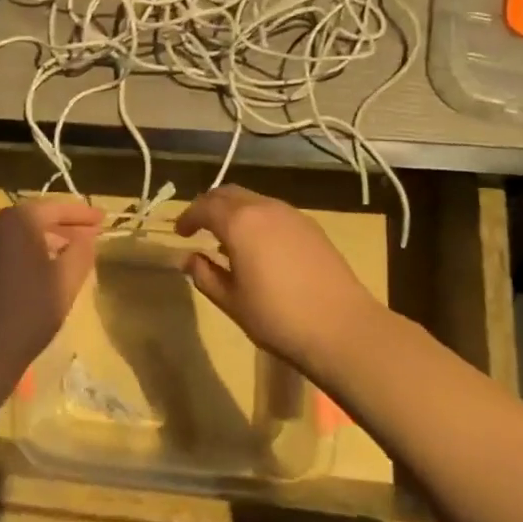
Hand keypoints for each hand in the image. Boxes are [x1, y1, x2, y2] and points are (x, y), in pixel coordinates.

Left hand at [0, 199, 102, 399]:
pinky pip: (4, 250)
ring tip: (71, 253)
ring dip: (46, 240)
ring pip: (18, 234)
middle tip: (91, 235)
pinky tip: (42, 270)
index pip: (55, 208)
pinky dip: (26, 253)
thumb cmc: (27, 313)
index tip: (104, 220)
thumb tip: (87, 237)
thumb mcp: (65, 282)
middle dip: (65, 226)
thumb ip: (81, 251)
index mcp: (16, 220)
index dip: (82, 214)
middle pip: (35, 218)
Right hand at [176, 185, 385, 375]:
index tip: (180, 233)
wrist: (342, 328)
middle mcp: (264, 208)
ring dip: (234, 211)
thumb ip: (205, 275)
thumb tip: (190, 258)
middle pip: (228, 193)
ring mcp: (291, 214)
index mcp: (239, 222)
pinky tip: (258, 246)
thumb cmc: (278, 317)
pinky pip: (273, 212)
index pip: (204, 206)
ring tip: (227, 239)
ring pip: (253, 199)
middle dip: (209, 206)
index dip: (188, 217)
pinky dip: (256, 219)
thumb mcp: (231, 302)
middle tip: (199, 228)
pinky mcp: (311, 227)